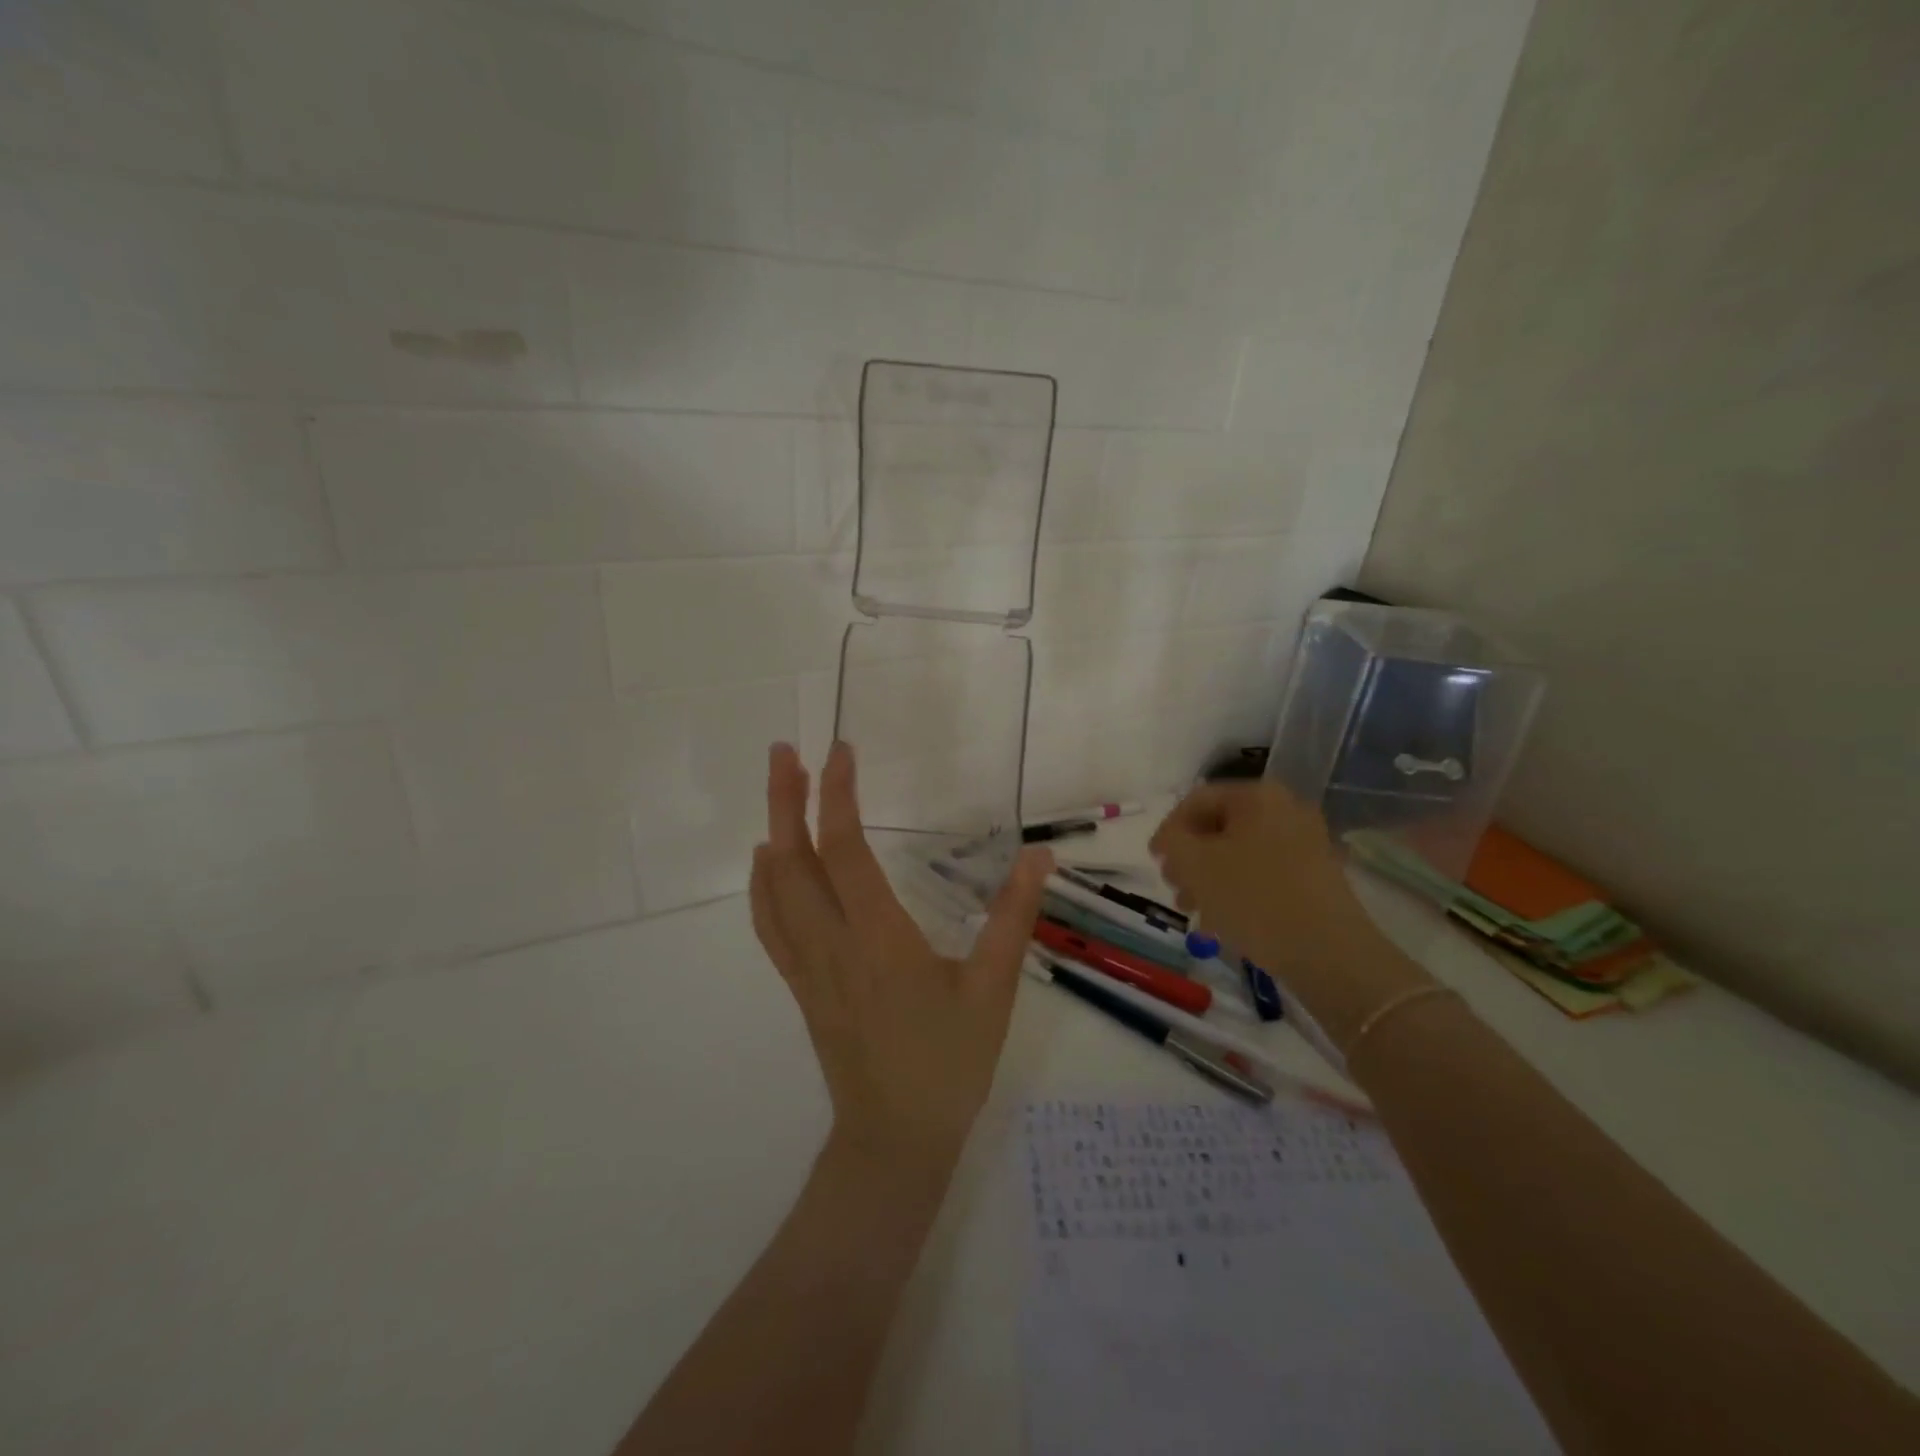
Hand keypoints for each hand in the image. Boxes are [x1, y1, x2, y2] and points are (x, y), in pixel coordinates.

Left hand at [751, 741, 1050, 1177]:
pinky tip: (768, 861)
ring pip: (774, 889)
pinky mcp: (801, 985)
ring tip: (778, 788)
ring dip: (772, 832)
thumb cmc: (950, 1064)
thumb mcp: (993, 991)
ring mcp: (808, 967)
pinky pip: (770, 925)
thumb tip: (1037, 857)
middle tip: (785, 751)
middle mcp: (831, 944)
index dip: (838, 796)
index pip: (845, 850)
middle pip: (793, 859)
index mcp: (879, 938)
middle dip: (786, 799)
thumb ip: (1013, 919)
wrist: (895, 1140)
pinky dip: (763, 884)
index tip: (839, 751)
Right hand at [1150, 780, 1430, 1047]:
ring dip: (1209, 878)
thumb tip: (1171, 839)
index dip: (1168, 830)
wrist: (1330, 954)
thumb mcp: (1195, 865)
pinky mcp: (1316, 877)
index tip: (1154, 862)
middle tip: (1174, 888)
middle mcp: (1286, 809)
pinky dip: (1238, 891)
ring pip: (1240, 853)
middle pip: (1220, 827)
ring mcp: (1306, 843)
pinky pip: (1263, 873)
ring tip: (1194, 911)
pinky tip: (1222, 923)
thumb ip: (1171, 841)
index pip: (1197, 800)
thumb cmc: (1254, 898)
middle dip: (1190, 858)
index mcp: (1258, 796)